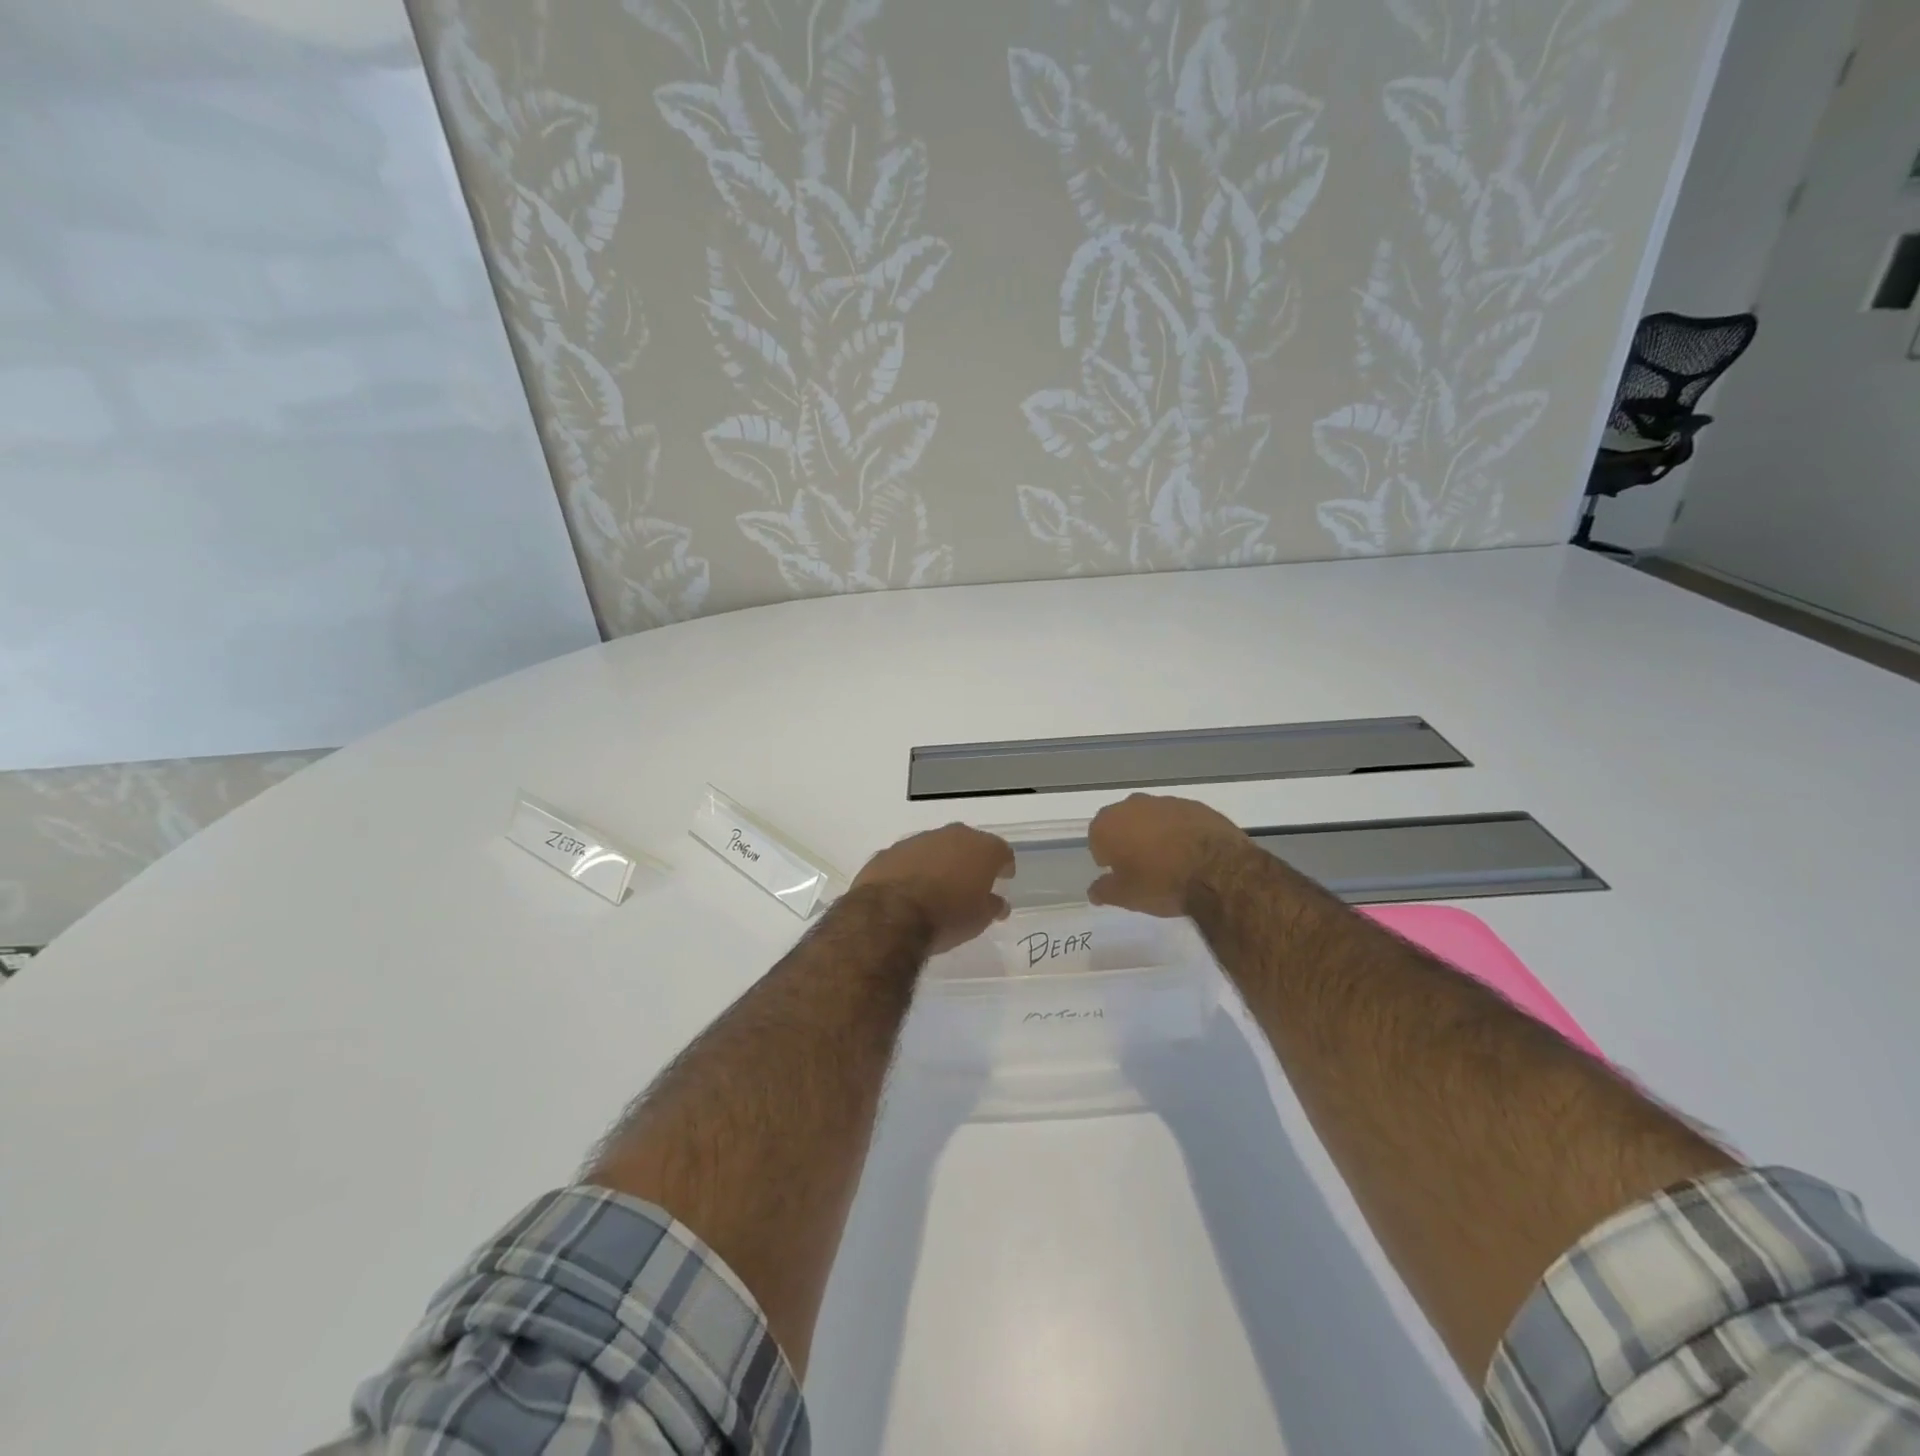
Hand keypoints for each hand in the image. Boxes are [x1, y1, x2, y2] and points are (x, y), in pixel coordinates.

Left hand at [850, 824, 1013, 951]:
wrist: (890, 914)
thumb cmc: (947, 916)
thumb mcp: (980, 919)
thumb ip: (992, 906)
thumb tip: (998, 903)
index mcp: (981, 848)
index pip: (1001, 851)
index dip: (1004, 865)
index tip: (1004, 878)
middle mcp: (952, 835)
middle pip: (968, 843)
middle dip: (971, 859)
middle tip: (972, 880)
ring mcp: (918, 840)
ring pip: (936, 847)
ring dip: (940, 862)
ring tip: (938, 887)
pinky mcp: (890, 851)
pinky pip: (909, 858)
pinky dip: (913, 869)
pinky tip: (909, 889)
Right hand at [1087, 793, 1251, 916]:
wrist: (1219, 872)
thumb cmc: (1161, 883)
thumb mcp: (1126, 897)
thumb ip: (1104, 891)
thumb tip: (1094, 891)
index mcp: (1108, 824)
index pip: (1097, 839)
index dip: (1107, 858)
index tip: (1121, 874)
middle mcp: (1132, 805)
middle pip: (1123, 823)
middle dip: (1129, 841)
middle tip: (1143, 868)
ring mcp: (1166, 801)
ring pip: (1152, 818)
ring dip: (1155, 834)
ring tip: (1171, 861)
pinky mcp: (1195, 805)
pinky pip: (1179, 819)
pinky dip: (1180, 832)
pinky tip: (1192, 854)